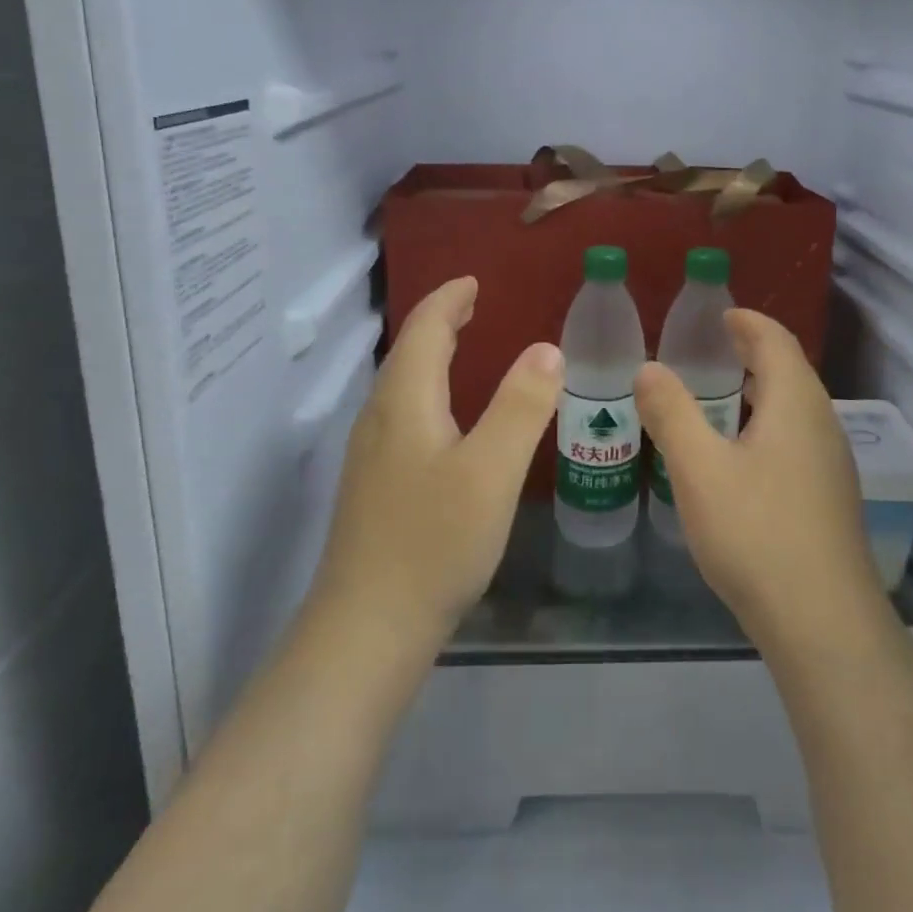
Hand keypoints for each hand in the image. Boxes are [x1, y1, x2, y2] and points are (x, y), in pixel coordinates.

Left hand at [313, 277, 562, 652]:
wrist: (366, 630)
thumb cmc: (434, 543)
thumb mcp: (490, 471)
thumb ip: (521, 405)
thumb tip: (546, 349)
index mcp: (404, 402)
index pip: (423, 329)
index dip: (448, 299)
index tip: (474, 281)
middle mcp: (379, 418)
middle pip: (406, 352)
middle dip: (439, 322)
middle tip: (473, 305)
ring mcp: (370, 455)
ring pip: (401, 385)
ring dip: (431, 356)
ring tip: (463, 348)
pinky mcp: (373, 487)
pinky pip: (402, 414)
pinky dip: (428, 391)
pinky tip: (447, 420)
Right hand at [636, 310, 881, 649]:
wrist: (822, 622)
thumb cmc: (756, 532)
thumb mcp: (698, 468)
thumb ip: (671, 412)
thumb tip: (649, 368)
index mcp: (796, 403)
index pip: (775, 340)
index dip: (746, 322)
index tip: (716, 315)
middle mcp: (822, 424)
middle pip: (789, 370)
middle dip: (751, 353)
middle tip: (707, 350)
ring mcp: (831, 463)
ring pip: (794, 408)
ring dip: (759, 391)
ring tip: (717, 396)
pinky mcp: (828, 497)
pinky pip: (795, 438)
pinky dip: (765, 424)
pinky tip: (737, 455)